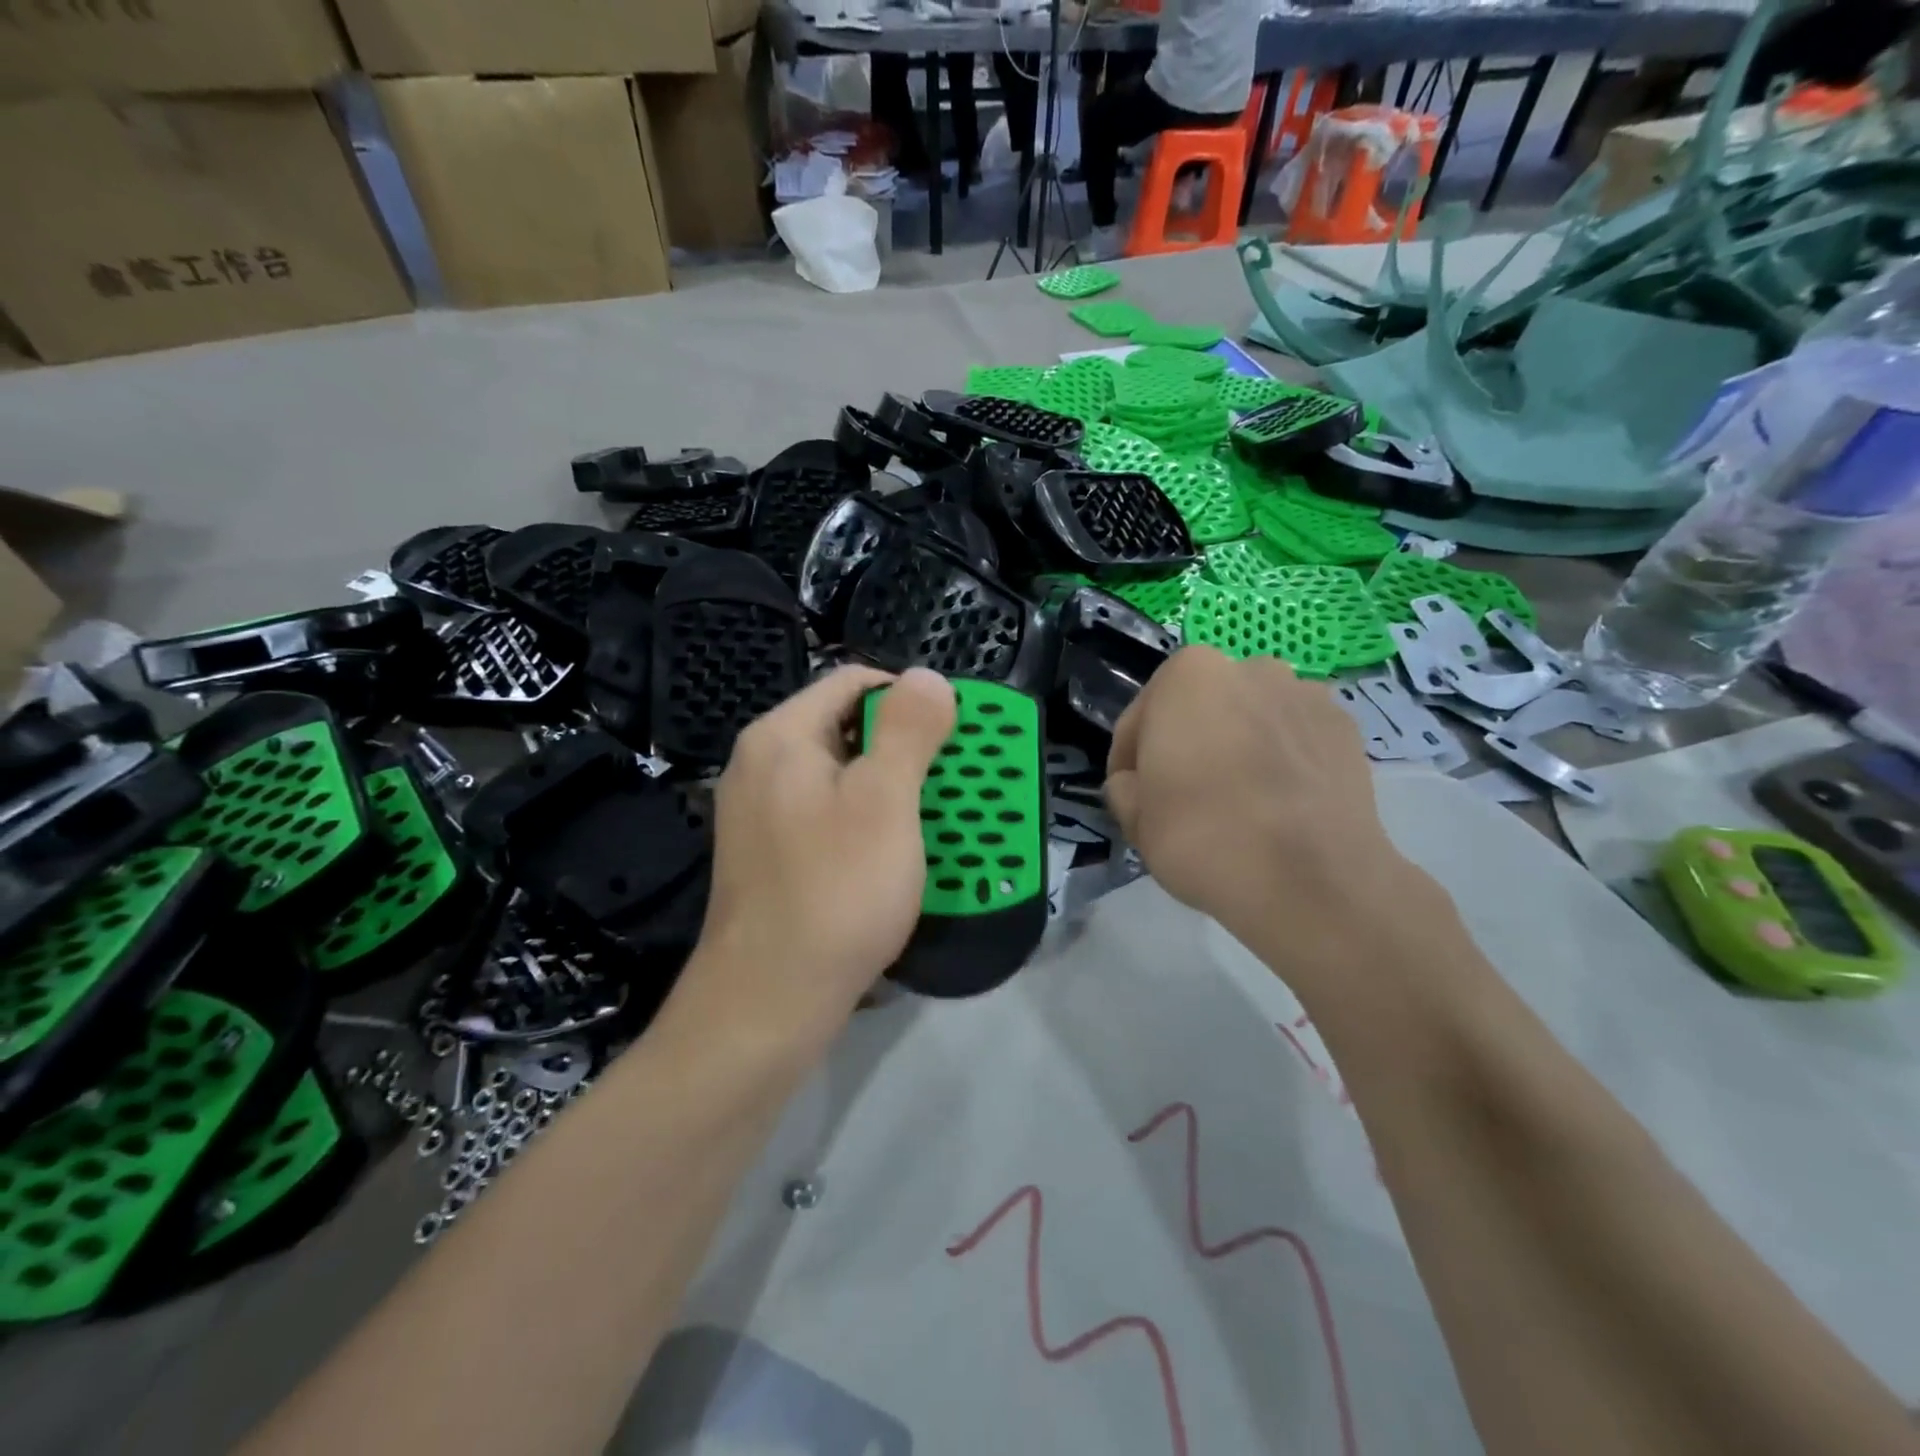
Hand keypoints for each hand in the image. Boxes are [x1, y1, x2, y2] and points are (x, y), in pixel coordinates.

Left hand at [676, 665, 955, 1059]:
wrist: (767, 1004)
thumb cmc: (835, 891)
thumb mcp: (886, 801)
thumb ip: (909, 731)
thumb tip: (927, 676)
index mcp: (781, 738)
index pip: (852, 682)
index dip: (910, 696)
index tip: (954, 732)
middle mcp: (761, 767)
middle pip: (846, 730)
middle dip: (907, 749)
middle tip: (953, 781)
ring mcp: (760, 816)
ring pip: (841, 779)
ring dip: (894, 791)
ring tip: (937, 820)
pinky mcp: (769, 859)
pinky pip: (828, 820)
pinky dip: (869, 826)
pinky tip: (897, 857)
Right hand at [1105, 648, 1418, 961]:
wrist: (1312, 881)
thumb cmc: (1204, 837)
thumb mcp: (1134, 818)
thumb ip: (1124, 787)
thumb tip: (1138, 783)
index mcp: (1188, 675)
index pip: (1141, 717)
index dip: (1129, 760)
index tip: (1132, 797)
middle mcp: (1250, 668)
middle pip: (1200, 711)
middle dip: (1188, 744)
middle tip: (1182, 798)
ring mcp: (1306, 695)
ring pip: (1250, 722)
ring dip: (1237, 748)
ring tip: (1237, 802)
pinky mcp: (1347, 730)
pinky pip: (1293, 741)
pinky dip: (1280, 762)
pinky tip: (1277, 807)